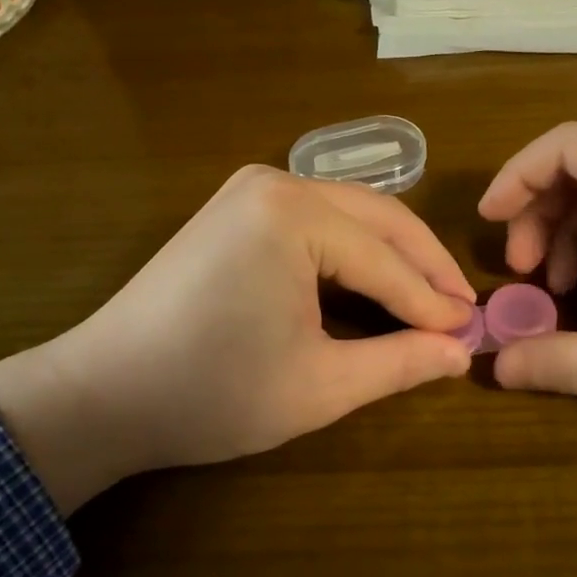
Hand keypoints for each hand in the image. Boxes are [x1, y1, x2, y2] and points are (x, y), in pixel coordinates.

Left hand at [0, 166, 474, 512]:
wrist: (103, 392)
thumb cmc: (211, 393)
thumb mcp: (318, 385)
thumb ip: (398, 362)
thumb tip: (460, 352)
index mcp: (294, 215)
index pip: (386, 260)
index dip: (433, 302)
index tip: (472, 334)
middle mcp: (276, 182)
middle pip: (377, 219)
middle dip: (423, 266)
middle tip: (462, 311)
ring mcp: (251, 189)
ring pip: (350, 214)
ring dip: (392, 255)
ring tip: (429, 299)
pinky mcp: (237, 206)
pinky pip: (317, 219)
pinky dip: (353, 250)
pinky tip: (375, 281)